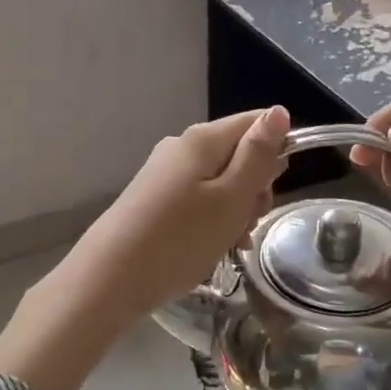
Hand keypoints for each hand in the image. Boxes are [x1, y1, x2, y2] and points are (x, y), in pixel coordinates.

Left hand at [0, 107, 289, 389]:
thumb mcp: (231, 198)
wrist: (111, 278)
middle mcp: (182, 147)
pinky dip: (214, 221)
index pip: (256, 122)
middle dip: (254, 187)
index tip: (274, 188)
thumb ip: (257, 155)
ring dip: (236, 210)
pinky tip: (215, 248)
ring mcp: (165, 174)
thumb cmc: (181, 238)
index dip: (277, 149)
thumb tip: (279, 111)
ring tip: (232, 243)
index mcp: (203, 139)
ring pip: (221, 181)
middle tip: (249, 221)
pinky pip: (199, 200)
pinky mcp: (155, 199)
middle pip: (238, 153)